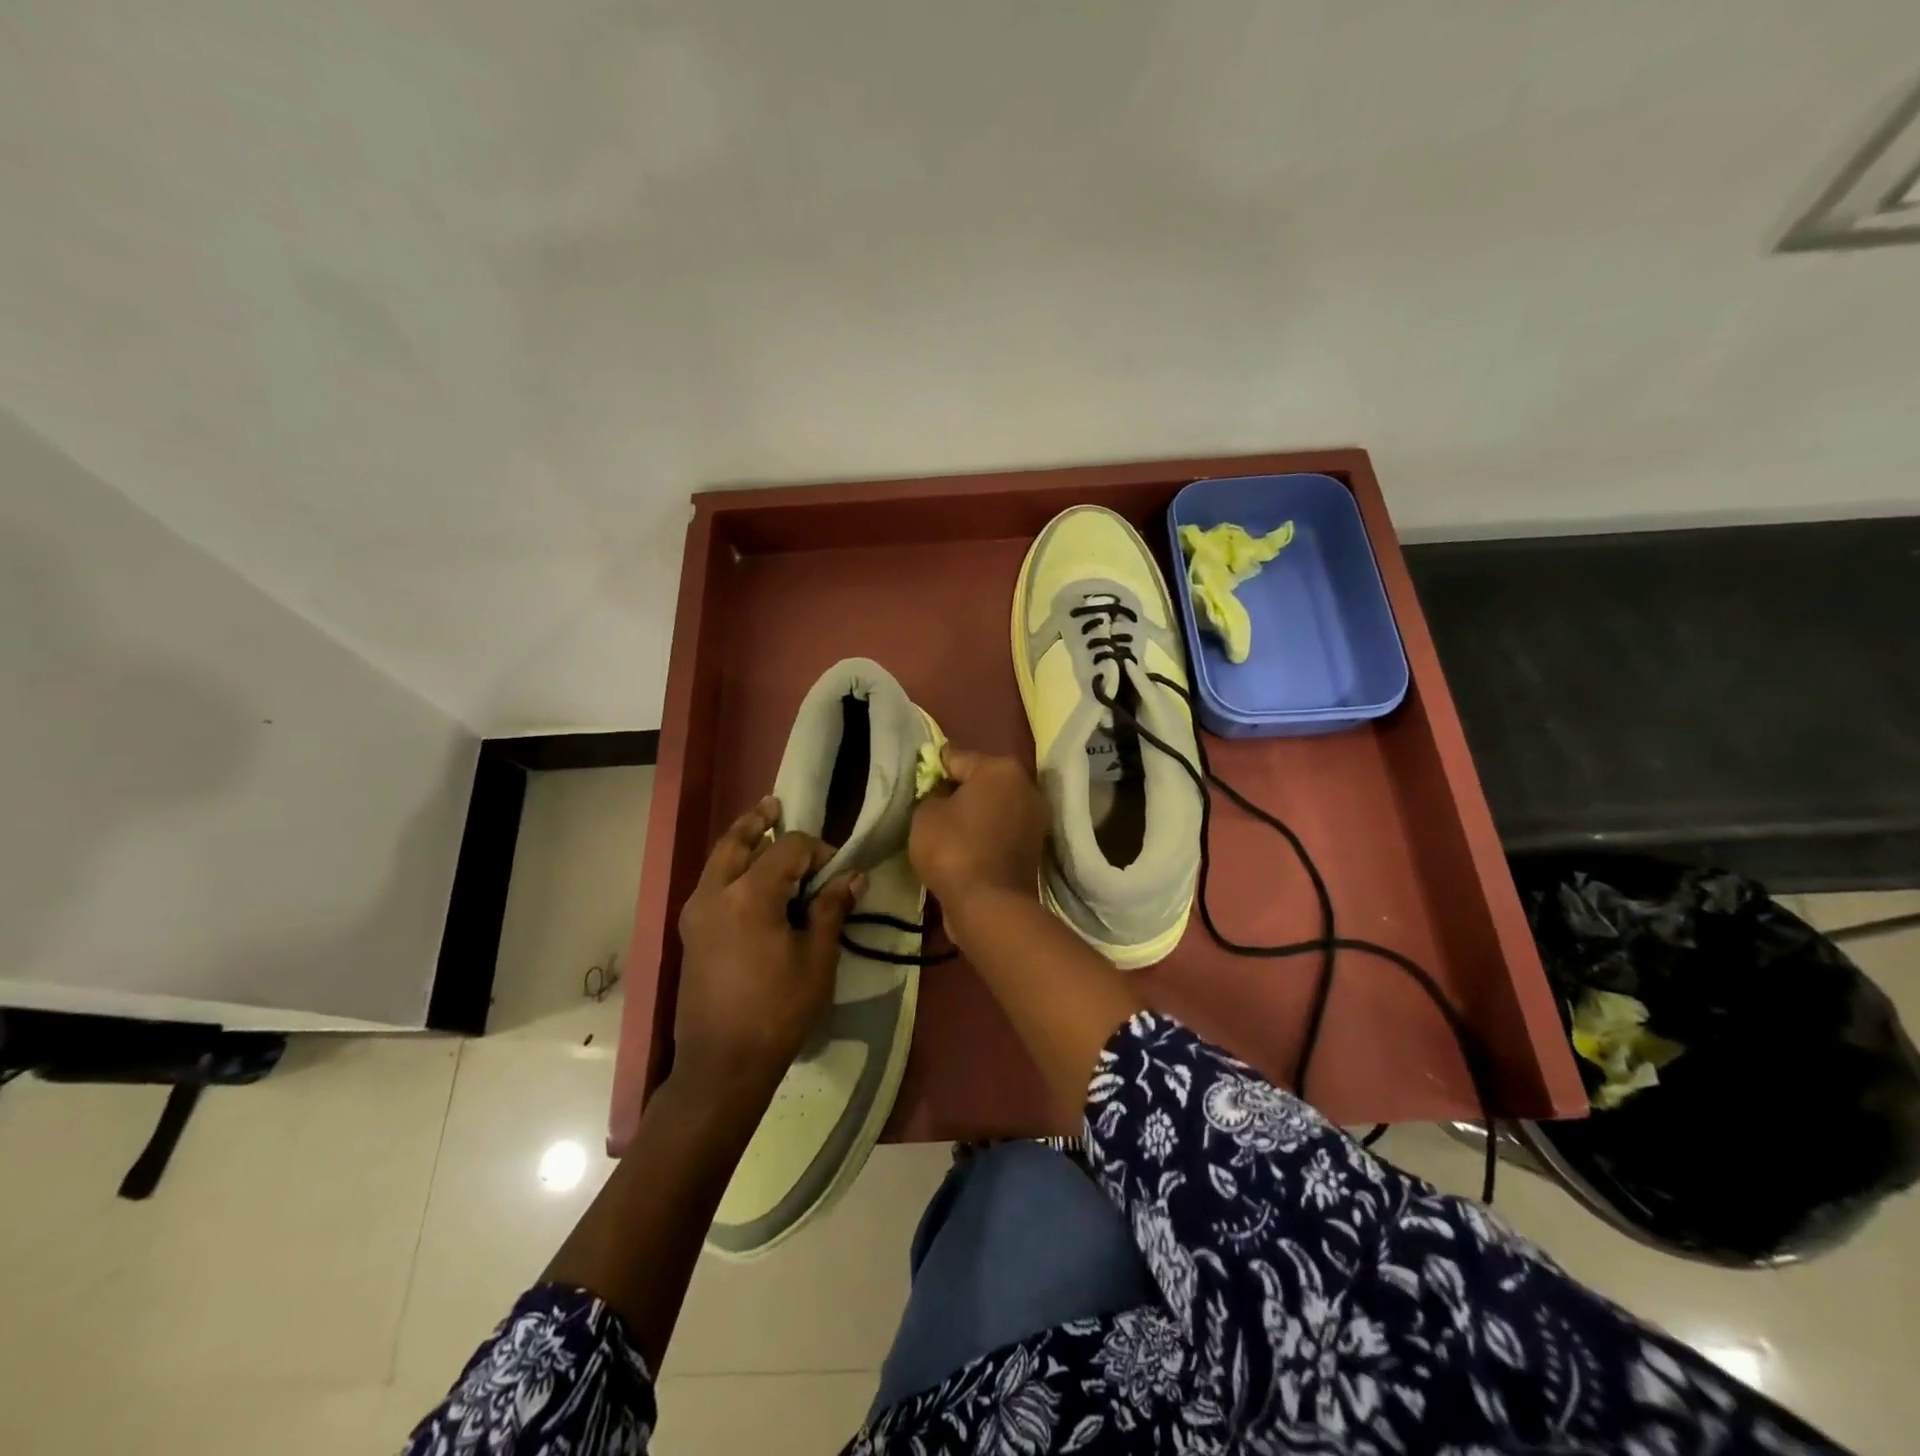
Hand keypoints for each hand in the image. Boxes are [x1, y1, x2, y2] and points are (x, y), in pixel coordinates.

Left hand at [672, 796, 861, 1110]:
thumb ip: (831, 909)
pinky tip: (749, 876)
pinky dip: (729, 867)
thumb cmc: (777, 1011)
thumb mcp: (817, 959)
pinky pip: (711, 882)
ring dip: (741, 841)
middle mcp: (715, 893)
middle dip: (759, 821)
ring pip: (718, 860)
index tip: (838, 869)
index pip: (788, 848)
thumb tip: (853, 877)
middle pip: (737, 841)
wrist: (721, 1065)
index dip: (817, 849)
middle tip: (775, 805)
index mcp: (749, 895)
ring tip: (762, 829)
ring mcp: (696, 912)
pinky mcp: (691, 933)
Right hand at [909, 746, 1049, 930]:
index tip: (919, 782)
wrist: (990, 905)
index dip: (934, 769)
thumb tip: (945, 795)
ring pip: (995, 806)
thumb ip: (933, 794)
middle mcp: (1026, 786)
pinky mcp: (1036, 847)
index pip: (956, 757)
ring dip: (976, 814)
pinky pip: (1002, 830)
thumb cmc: (953, 849)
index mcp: (1000, 768)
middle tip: (933, 806)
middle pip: (982, 780)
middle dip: (960, 790)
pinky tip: (967, 847)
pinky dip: (987, 835)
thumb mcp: (925, 814)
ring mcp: (1036, 818)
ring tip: (949, 829)